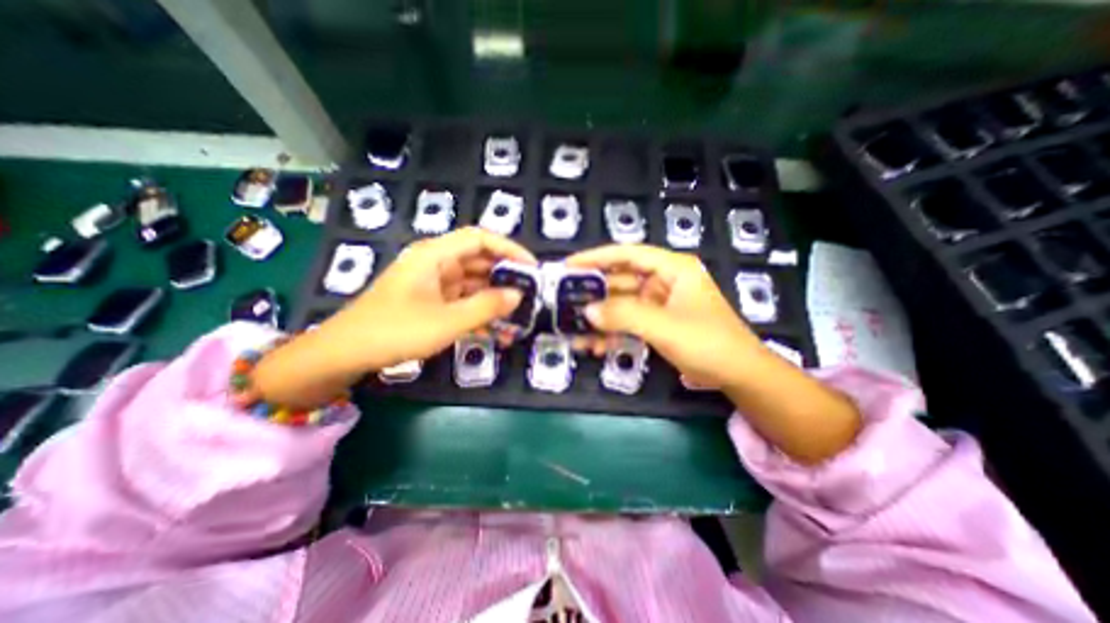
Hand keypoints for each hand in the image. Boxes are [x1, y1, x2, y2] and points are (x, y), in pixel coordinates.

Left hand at [249, 228, 534, 407]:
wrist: (345, 354)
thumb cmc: (395, 331)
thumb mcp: (447, 321)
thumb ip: (486, 306)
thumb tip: (518, 295)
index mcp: (435, 255)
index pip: (480, 239)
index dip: (509, 249)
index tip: (531, 267)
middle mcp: (435, 264)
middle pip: (478, 260)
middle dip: (505, 276)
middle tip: (529, 294)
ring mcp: (432, 284)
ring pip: (472, 283)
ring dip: (493, 298)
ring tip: (516, 315)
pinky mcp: (430, 302)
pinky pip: (461, 300)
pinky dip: (478, 311)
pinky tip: (493, 330)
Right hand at [566, 243, 769, 387]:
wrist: (738, 375)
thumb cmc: (707, 342)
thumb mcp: (665, 327)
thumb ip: (624, 315)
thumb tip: (588, 311)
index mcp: (672, 269)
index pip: (628, 254)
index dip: (596, 257)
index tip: (569, 265)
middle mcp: (663, 281)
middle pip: (621, 280)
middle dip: (594, 293)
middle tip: (565, 301)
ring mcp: (659, 303)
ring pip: (622, 304)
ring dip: (600, 318)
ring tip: (574, 329)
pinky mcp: (657, 323)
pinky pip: (629, 322)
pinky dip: (612, 332)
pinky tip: (595, 345)